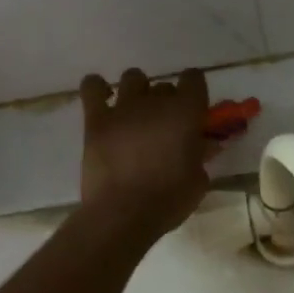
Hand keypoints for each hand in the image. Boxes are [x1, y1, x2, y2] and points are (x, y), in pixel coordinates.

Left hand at [77, 68, 214, 241]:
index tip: (194, 109)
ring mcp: (123, 108)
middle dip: (167, 102)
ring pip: (133, 78)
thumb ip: (201, 156)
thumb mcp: (198, 180)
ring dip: (138, 91)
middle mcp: (155, 102)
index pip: (194, 78)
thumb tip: (201, 145)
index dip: (195, 90)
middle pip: (164, 85)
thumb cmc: (169, 200)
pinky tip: (103, 100)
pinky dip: (98, 88)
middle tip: (164, 127)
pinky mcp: (96, 120)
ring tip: (136, 114)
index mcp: (186, 113)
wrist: (123, 214)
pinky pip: (92, 87)